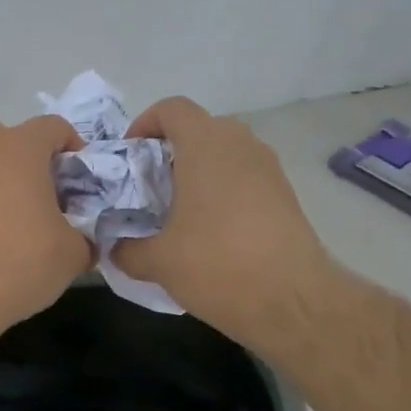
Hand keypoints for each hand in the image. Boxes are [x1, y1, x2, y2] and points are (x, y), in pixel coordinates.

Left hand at [0, 114, 93, 336]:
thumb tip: (84, 241)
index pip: (54, 126)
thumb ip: (85, 237)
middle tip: (48, 190)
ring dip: (5, 179)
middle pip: (9, 135)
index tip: (84, 182)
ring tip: (24, 218)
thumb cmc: (20, 260)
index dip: (75, 149)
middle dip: (30, 156)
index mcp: (20, 148)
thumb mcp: (73, 253)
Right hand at [112, 97, 339, 356]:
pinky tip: (212, 231)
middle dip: (170, 152)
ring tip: (179, 212)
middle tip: (149, 188)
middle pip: (199, 129)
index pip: (172, 108)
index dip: (145, 124)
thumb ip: (127, 248)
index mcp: (206, 145)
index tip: (131, 156)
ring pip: (225, 154)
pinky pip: (245, 177)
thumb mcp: (158, 261)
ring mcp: (269, 168)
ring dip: (199, 172)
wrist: (295, 302)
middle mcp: (241, 144)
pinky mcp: (286, 194)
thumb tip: (115, 248)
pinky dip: (224, 191)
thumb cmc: (218, 265)